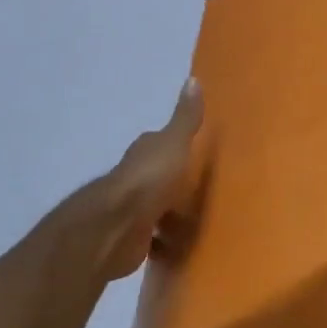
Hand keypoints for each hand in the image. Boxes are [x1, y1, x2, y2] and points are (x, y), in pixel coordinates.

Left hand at [93, 79, 205, 279]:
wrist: (116, 226)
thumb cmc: (148, 181)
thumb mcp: (174, 144)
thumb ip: (185, 118)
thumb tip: (193, 79)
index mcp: (145, 152)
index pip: (162, 143)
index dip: (179, 146)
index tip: (200, 153)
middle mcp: (135, 177)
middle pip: (162, 178)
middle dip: (180, 184)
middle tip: (210, 193)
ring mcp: (133, 209)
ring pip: (159, 209)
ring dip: (174, 216)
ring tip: (203, 223)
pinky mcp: (134, 238)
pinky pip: (156, 239)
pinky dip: (167, 243)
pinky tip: (184, 248)